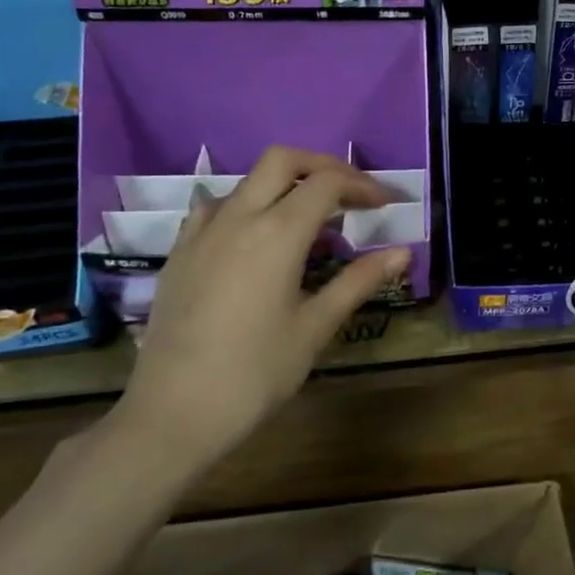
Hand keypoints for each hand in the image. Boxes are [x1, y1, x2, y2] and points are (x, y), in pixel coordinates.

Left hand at [113, 147, 408, 470]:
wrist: (172, 415)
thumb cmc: (255, 373)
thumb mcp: (315, 327)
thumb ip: (359, 281)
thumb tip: (403, 251)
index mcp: (278, 232)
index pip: (327, 183)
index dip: (362, 185)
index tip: (385, 204)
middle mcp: (238, 217)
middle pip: (283, 160)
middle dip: (322, 165)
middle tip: (348, 193)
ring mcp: (202, 232)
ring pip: (247, 181)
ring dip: (284, 185)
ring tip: (307, 221)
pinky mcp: (179, 252)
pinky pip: (215, 207)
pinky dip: (245, 206)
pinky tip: (253, 239)